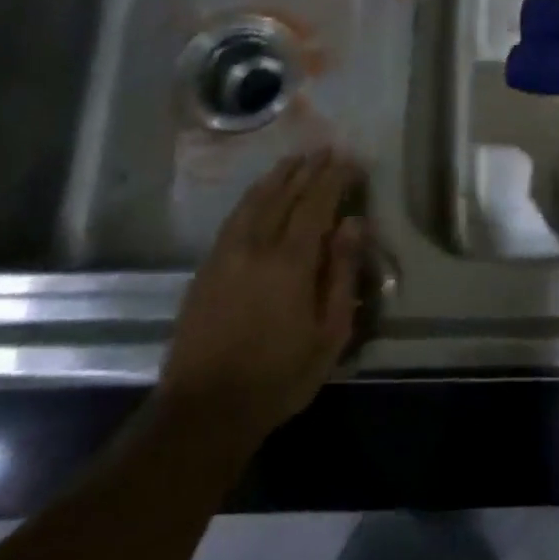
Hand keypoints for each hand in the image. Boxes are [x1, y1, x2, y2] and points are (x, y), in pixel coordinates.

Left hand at [159, 149, 363, 443]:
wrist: (204, 410)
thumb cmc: (279, 376)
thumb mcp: (328, 333)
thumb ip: (341, 273)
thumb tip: (354, 223)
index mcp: (290, 261)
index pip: (316, 203)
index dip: (334, 178)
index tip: (351, 160)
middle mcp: (256, 246)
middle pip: (284, 194)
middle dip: (308, 169)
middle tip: (326, 150)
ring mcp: (226, 254)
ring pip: (254, 200)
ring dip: (278, 176)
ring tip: (295, 160)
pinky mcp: (206, 268)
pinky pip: (234, 218)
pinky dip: (252, 197)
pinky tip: (260, 194)